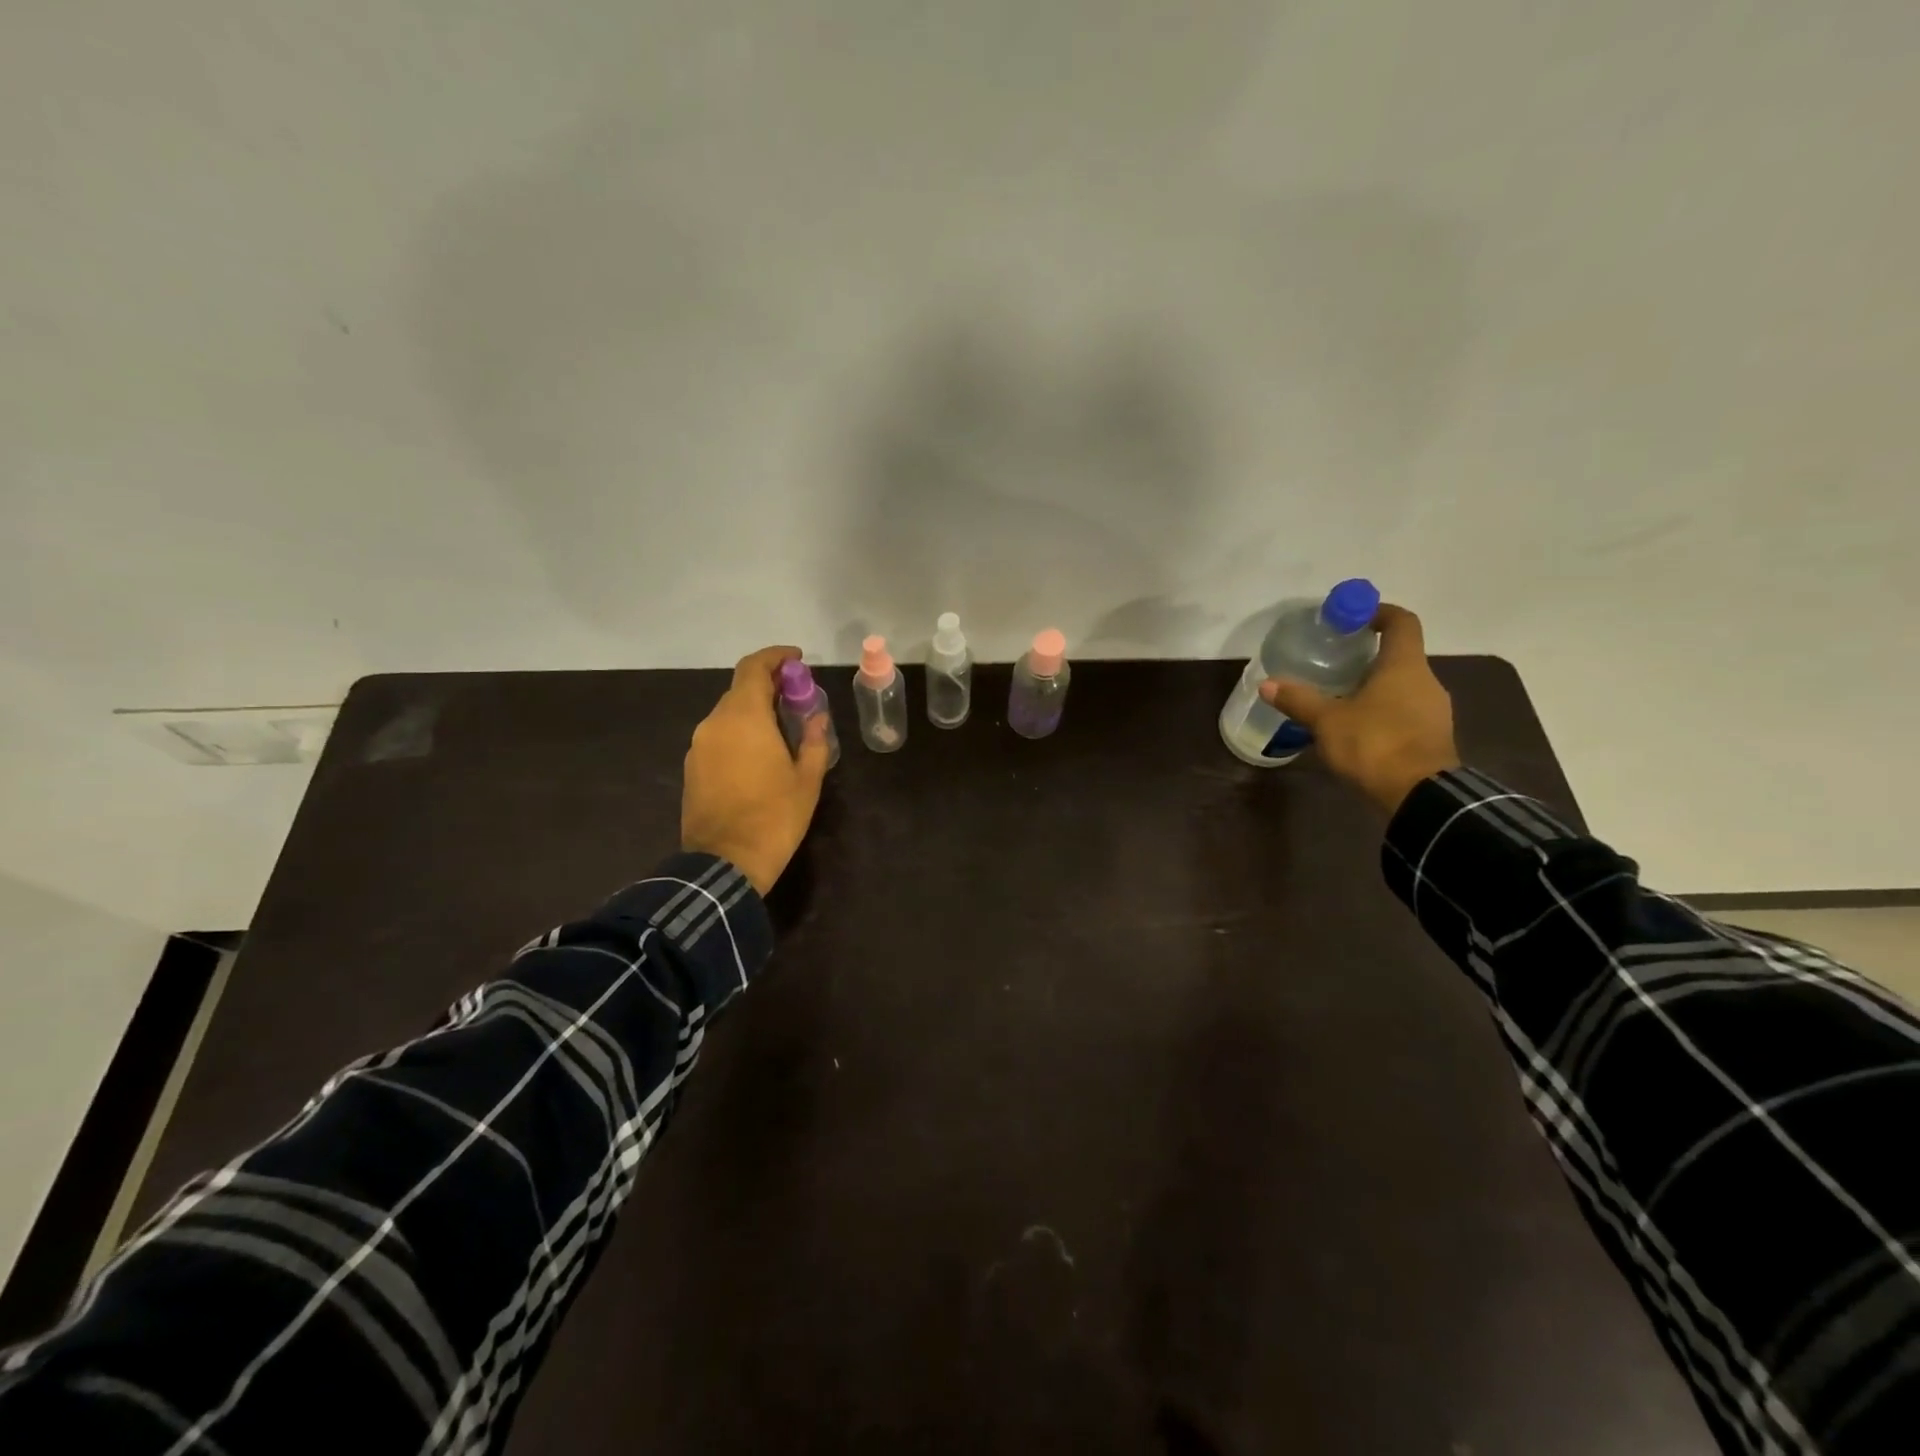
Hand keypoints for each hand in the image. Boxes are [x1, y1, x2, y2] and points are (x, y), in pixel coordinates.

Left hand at [681, 646, 831, 894]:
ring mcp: (699, 746)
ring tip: (781, 729)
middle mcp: (715, 723)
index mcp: (744, 718)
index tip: (797, 660)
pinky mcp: (692, 768)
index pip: (754, 668)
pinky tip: (759, 754)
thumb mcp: (807, 779)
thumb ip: (813, 740)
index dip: (775, 657)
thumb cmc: (774, 817)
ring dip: (754, 712)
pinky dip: (739, 733)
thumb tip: (817, 717)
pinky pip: (718, 737)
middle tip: (797, 698)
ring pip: (728, 714)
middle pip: (740, 690)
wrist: (725, 863)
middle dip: (769, 686)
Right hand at [1261, 604, 1459, 815]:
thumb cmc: (1375, 744)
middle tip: (1335, 662)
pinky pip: (1407, 712)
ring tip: (1341, 697)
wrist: (1421, 795)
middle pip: (1400, 656)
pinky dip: (1384, 711)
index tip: (1354, 616)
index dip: (1379, 612)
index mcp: (1404, 666)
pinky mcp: (1434, 737)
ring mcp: (1435, 710)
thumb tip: (1267, 684)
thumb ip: (1298, 700)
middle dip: (1369, 656)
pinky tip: (1359, 728)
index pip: (1402, 622)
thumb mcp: (1327, 721)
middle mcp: (1426, 681)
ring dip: (1376, 686)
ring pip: (1403, 686)